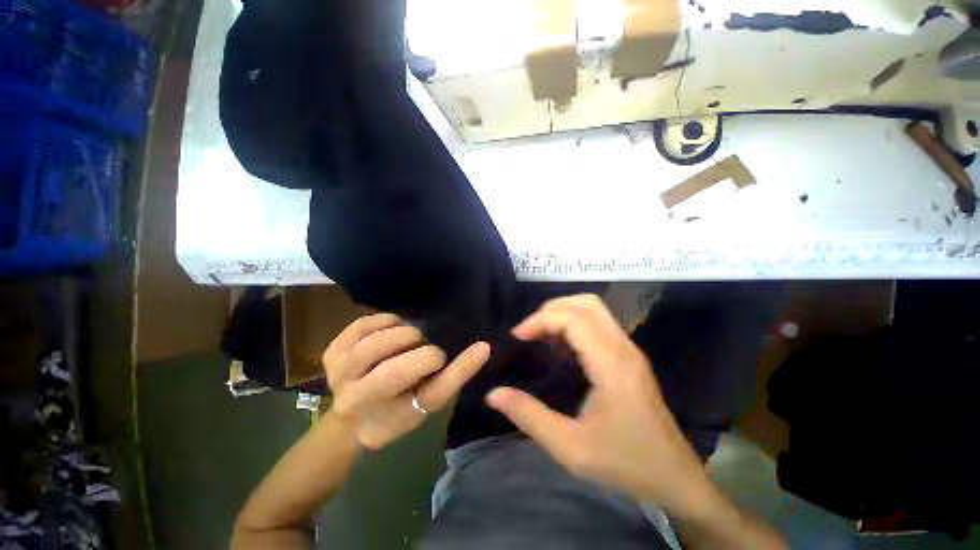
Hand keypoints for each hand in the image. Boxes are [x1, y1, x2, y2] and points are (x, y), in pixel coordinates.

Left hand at [324, 313, 489, 449]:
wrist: (352, 414)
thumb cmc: (397, 410)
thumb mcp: (428, 401)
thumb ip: (454, 374)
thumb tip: (482, 347)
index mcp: (387, 421)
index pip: (429, 395)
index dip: (457, 368)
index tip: (480, 348)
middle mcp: (356, 402)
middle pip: (394, 372)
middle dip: (422, 351)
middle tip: (427, 348)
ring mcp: (338, 375)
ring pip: (376, 344)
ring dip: (404, 333)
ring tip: (411, 338)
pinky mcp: (331, 351)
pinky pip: (363, 325)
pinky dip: (386, 321)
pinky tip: (393, 327)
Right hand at [485, 294, 713, 515]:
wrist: (674, 479)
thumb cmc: (625, 464)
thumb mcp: (570, 448)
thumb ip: (529, 417)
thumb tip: (493, 394)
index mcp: (612, 364)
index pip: (573, 318)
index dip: (541, 319)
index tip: (518, 336)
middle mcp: (623, 348)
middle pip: (586, 303)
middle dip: (552, 309)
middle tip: (529, 331)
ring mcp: (629, 350)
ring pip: (594, 309)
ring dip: (563, 313)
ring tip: (540, 336)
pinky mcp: (628, 357)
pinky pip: (598, 324)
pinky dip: (574, 324)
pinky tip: (560, 348)